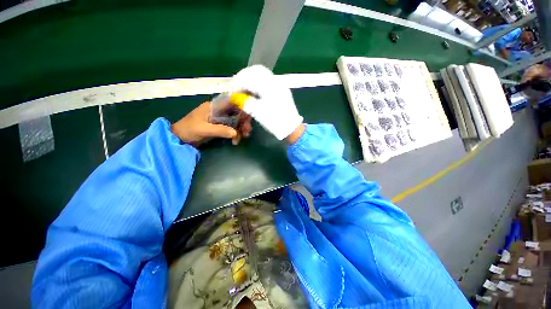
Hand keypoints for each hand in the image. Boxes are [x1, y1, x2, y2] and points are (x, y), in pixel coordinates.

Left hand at [171, 102, 251, 145]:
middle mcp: (219, 111)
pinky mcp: (221, 126)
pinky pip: (232, 128)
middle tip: (247, 131)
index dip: (242, 105)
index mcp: (214, 107)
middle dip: (243, 121)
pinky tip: (235, 141)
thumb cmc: (189, 130)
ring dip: (241, 128)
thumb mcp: (203, 129)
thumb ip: (220, 130)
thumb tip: (236, 133)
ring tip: (243, 137)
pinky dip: (236, 134)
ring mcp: (220, 119)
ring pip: (236, 121)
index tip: (249, 114)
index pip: (231, 101)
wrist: (180, 138)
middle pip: (237, 112)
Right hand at [229, 65, 302, 140]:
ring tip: (244, 89)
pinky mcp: (281, 90)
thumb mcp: (258, 113)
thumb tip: (236, 97)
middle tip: (237, 87)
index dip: (238, 83)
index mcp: (269, 86)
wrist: (291, 128)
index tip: (232, 91)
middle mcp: (275, 81)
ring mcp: (279, 85)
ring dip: (251, 79)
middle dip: (244, 77)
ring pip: (262, 74)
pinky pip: (267, 81)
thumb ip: (245, 102)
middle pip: (256, 71)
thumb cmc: (275, 121)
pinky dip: (258, 83)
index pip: (249, 76)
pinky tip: (254, 91)